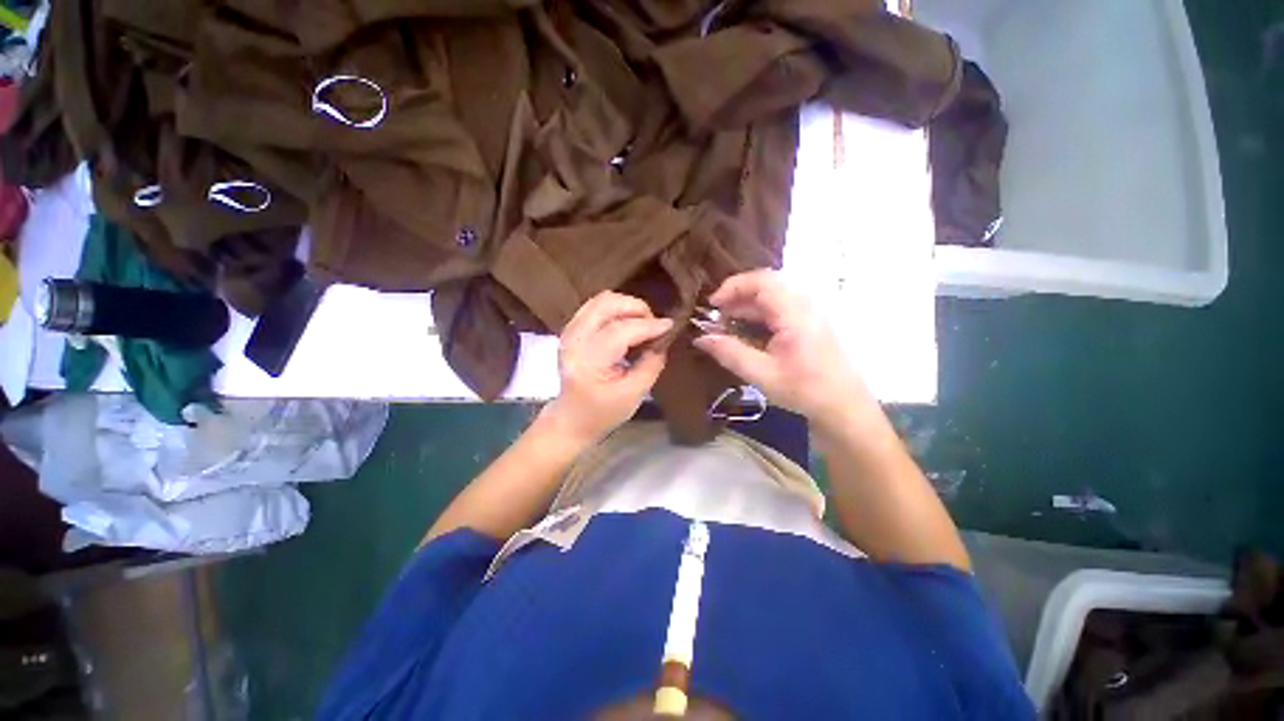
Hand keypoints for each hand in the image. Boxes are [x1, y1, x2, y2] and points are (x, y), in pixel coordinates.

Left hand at [541, 291, 671, 445]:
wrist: (572, 418)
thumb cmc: (603, 413)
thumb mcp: (633, 395)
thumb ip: (651, 364)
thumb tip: (663, 338)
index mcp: (588, 360)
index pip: (620, 331)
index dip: (648, 325)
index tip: (670, 326)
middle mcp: (574, 339)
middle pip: (607, 304)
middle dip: (637, 308)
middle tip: (654, 324)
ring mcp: (570, 331)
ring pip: (601, 300)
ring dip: (627, 306)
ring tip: (643, 323)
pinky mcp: (571, 329)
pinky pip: (596, 306)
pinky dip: (616, 309)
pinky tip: (628, 323)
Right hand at [693, 270, 867, 425]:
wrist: (843, 406)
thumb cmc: (804, 390)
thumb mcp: (761, 374)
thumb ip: (729, 353)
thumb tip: (700, 338)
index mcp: (795, 314)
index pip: (762, 281)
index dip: (733, 286)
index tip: (712, 304)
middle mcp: (804, 305)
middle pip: (766, 284)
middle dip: (737, 296)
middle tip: (716, 316)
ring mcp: (809, 311)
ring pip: (772, 295)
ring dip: (746, 305)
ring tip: (727, 324)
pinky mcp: (809, 321)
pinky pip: (779, 306)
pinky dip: (758, 313)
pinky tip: (747, 330)